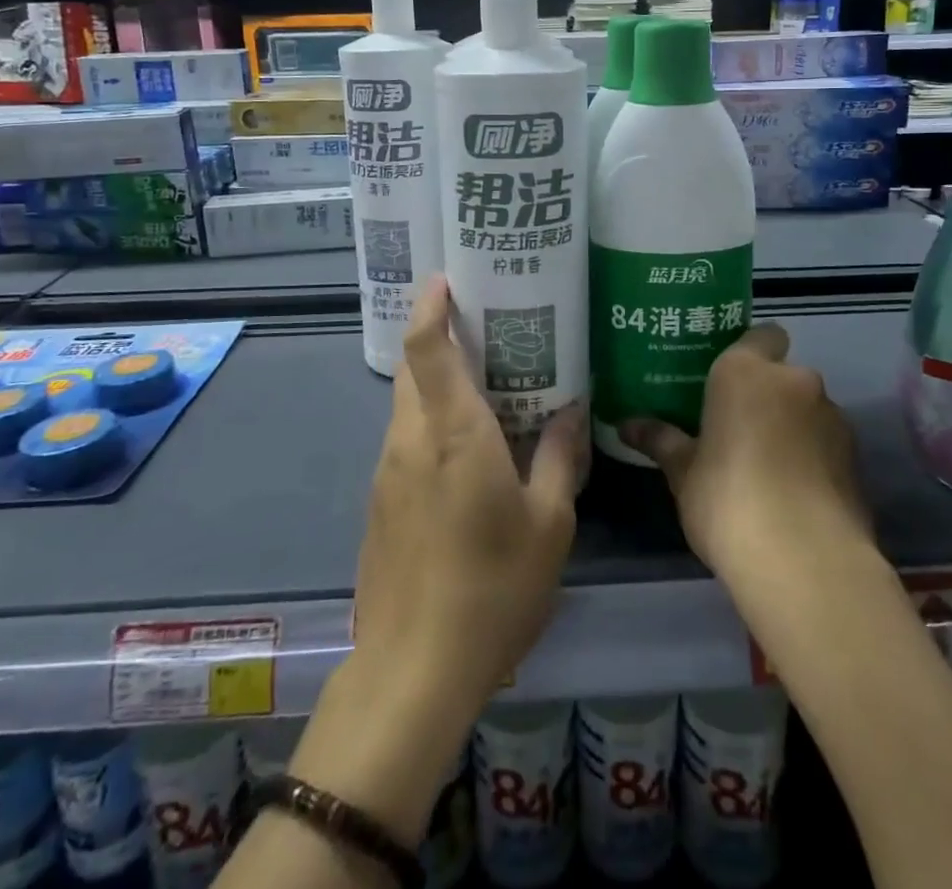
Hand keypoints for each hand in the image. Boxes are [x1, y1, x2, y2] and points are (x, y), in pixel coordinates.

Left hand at [351, 275, 586, 720]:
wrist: (412, 672)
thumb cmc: (492, 588)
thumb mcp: (549, 523)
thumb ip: (560, 457)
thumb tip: (572, 409)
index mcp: (453, 433)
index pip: (426, 348)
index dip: (430, 307)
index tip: (446, 279)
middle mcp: (410, 440)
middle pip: (412, 369)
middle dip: (439, 339)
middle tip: (486, 331)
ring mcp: (387, 473)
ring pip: (406, 405)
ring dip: (436, 385)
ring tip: (485, 388)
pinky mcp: (379, 504)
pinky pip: (405, 441)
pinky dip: (430, 425)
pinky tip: (467, 453)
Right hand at [619, 324, 869, 576]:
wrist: (805, 562)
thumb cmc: (727, 500)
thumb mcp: (683, 473)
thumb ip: (661, 441)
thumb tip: (626, 425)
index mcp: (746, 372)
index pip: (760, 335)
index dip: (748, 354)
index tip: (726, 383)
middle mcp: (795, 381)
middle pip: (782, 376)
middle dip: (765, 397)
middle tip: (736, 430)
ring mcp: (833, 418)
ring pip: (808, 410)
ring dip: (791, 427)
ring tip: (766, 469)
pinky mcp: (857, 459)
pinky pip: (827, 444)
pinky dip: (813, 459)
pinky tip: (794, 495)